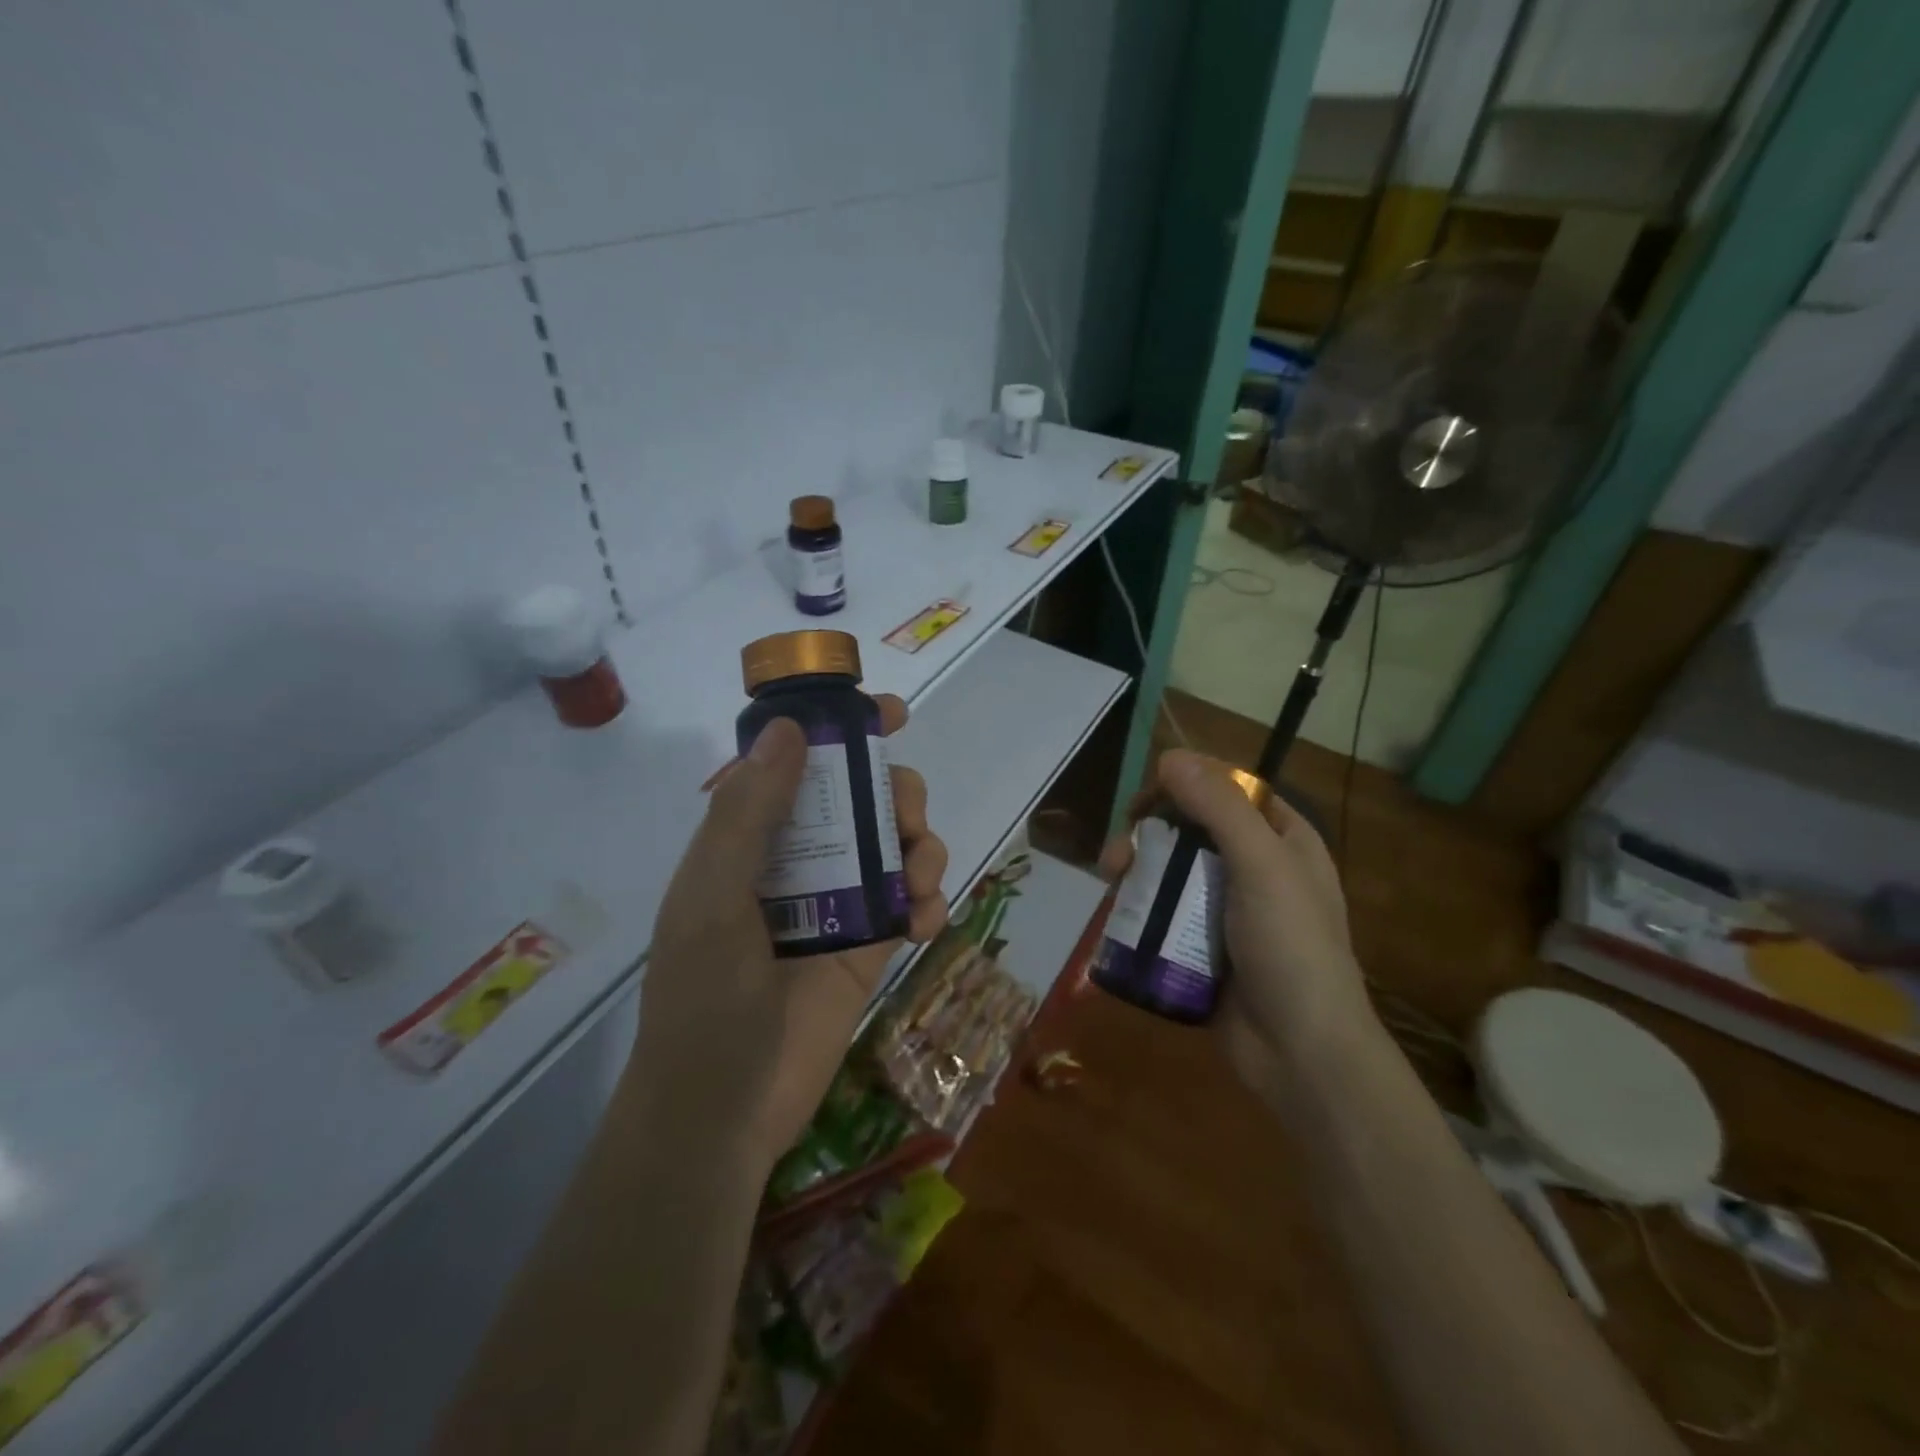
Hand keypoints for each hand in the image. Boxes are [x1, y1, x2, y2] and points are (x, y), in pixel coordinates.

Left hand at [628, 696, 948, 1173]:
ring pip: (895, 844)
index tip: (889, 714)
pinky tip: (925, 923)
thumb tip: (785, 727)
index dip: (840, 730)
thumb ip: (747, 814)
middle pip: (861, 798)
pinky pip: (912, 902)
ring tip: (919, 879)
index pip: (796, 763)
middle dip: (895, 792)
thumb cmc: (704, 999)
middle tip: (905, 814)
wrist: (724, 1112)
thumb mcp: (712, 898)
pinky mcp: (869, 944)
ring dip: (922, 846)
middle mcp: (797, 860)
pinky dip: (930, 901)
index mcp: (749, 839)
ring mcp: (837, 902)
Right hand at [1100, 749, 1375, 1106]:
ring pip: (1171, 872)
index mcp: (1283, 841)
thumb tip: (1170, 756)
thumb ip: (1219, 807)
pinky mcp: (1202, 947)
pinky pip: (1164, 913)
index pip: (1229, 792)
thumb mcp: (1263, 865)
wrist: (1300, 1053)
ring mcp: (1226, 911)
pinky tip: (1115, 911)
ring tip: (1109, 882)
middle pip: (1191, 831)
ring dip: (1136, 870)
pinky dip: (1139, 907)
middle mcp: (1255, 869)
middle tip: (1116, 853)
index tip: (1147, 800)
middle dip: (1149, 834)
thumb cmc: (1291, 947)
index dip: (1186, 786)